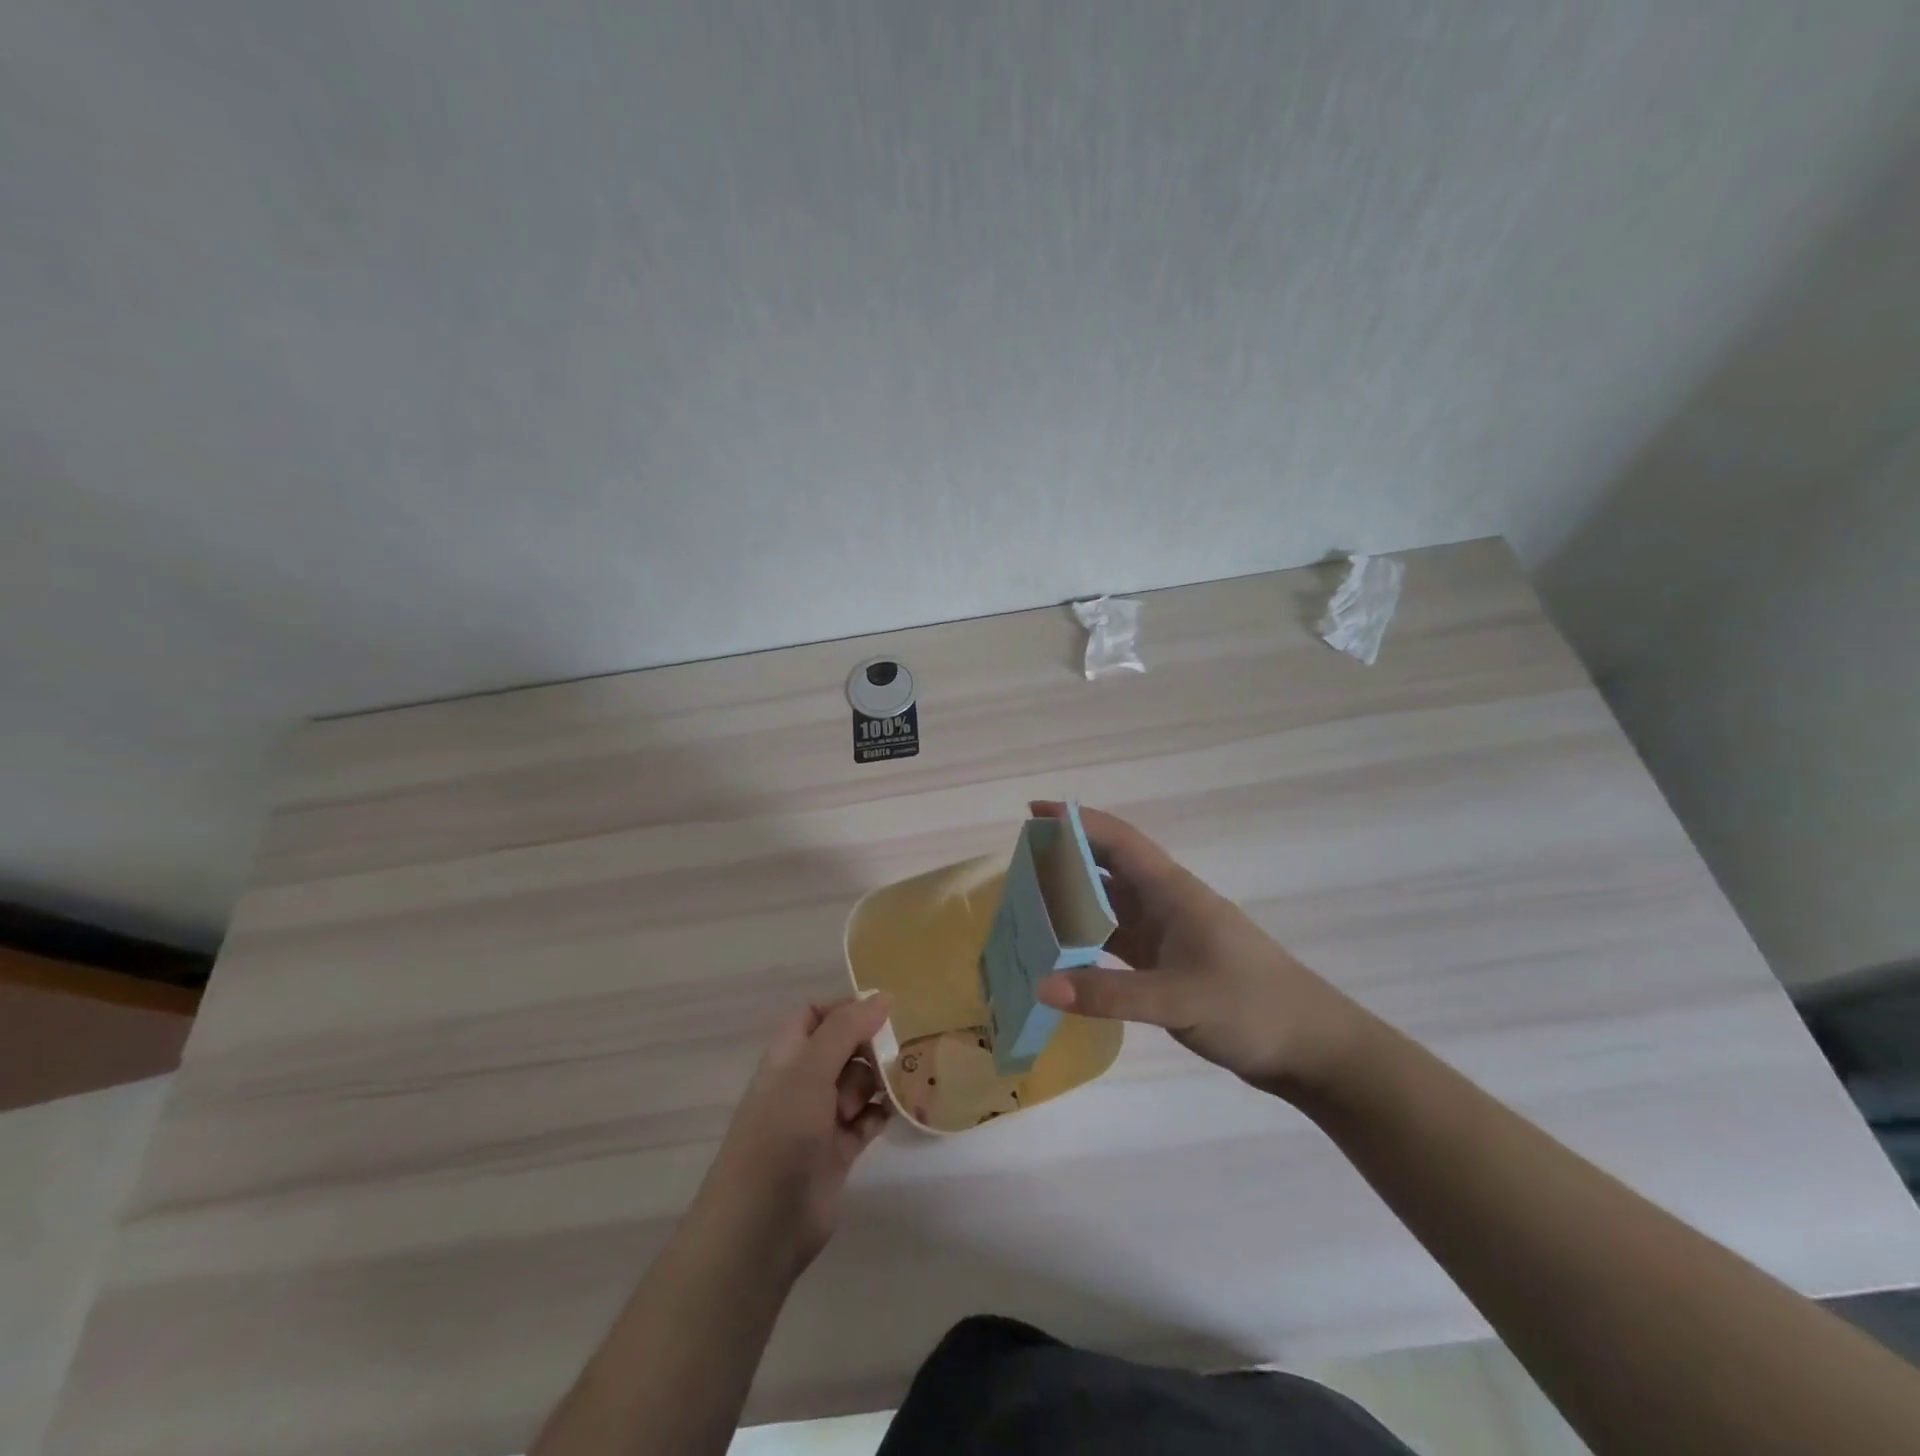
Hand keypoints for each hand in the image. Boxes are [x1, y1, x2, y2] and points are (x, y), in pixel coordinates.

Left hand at [697, 996, 891, 1274]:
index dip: (846, 1008)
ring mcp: (821, 1118)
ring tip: (906, 1078)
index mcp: (788, 1056)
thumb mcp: (810, 1071)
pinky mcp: (839, 1151)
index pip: (815, 1015)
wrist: (761, 1225)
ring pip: (859, 1083)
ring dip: (881, 1079)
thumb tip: (882, 995)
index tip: (884, 1009)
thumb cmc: (780, 1133)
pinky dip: (883, 1112)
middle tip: (900, 1049)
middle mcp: (803, 1082)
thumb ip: (845, 1029)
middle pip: (844, 1047)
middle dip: (871, 1045)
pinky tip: (900, 1109)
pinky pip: (868, 1119)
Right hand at [1031, 802, 1370, 1099]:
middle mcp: (1166, 906)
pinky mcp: (1168, 968)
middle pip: (1107, 870)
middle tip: (1018, 862)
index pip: (1117, 841)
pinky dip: (1088, 945)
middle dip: (1066, 858)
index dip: (1076, 821)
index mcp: (1172, 892)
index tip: (1034, 810)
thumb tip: (1041, 984)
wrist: (1313, 1049)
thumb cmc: (1252, 1006)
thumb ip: (1110, 994)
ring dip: (1074, 904)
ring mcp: (1168, 938)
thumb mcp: (1179, 999)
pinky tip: (1062, 956)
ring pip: (1110, 909)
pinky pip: (1117, 946)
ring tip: (1027, 905)